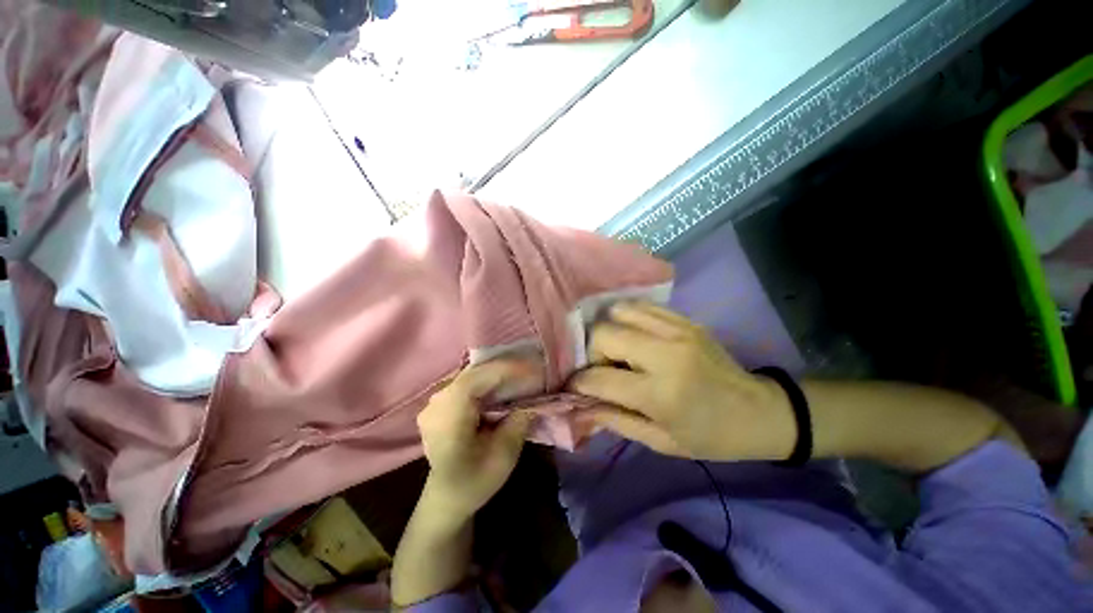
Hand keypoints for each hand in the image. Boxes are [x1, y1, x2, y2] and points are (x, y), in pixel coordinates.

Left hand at [417, 360, 540, 520]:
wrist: (447, 498)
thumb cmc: (474, 481)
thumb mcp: (504, 456)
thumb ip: (519, 422)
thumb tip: (534, 399)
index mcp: (449, 413)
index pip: (479, 377)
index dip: (508, 369)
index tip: (534, 369)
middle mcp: (438, 400)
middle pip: (475, 371)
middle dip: (505, 368)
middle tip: (531, 370)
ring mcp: (436, 400)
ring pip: (472, 374)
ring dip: (496, 373)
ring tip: (521, 375)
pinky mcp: (441, 403)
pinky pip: (468, 382)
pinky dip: (487, 381)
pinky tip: (503, 386)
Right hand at [566, 302, 795, 461]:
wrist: (760, 411)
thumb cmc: (710, 436)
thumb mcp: (661, 441)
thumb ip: (615, 420)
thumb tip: (580, 406)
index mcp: (661, 393)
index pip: (600, 378)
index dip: (578, 382)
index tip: (572, 386)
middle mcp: (666, 354)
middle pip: (604, 333)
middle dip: (591, 352)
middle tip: (601, 368)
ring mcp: (677, 330)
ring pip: (619, 311)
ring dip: (608, 331)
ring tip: (617, 350)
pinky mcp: (685, 320)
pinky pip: (641, 306)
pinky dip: (627, 318)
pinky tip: (632, 335)